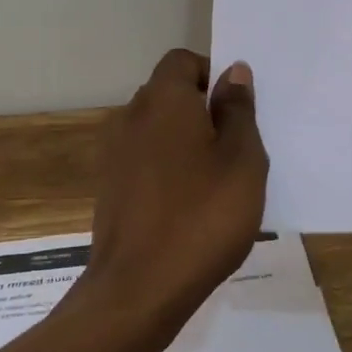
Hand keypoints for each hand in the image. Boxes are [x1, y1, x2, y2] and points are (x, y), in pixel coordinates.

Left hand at [77, 49, 267, 334]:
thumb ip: (238, 110)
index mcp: (164, 99)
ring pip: (156, 130)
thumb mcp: (242, 161)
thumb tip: (234, 71)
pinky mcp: (108, 188)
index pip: (183, 61)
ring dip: (184, 143)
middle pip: (169, 94)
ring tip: (215, 184)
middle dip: (201, 111)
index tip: (236, 110)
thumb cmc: (202, 217)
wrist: (138, 289)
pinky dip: (166, 170)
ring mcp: (114, 153)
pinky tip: (187, 208)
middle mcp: (131, 116)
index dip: (211, 75)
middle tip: (234, 149)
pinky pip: (144, 161)